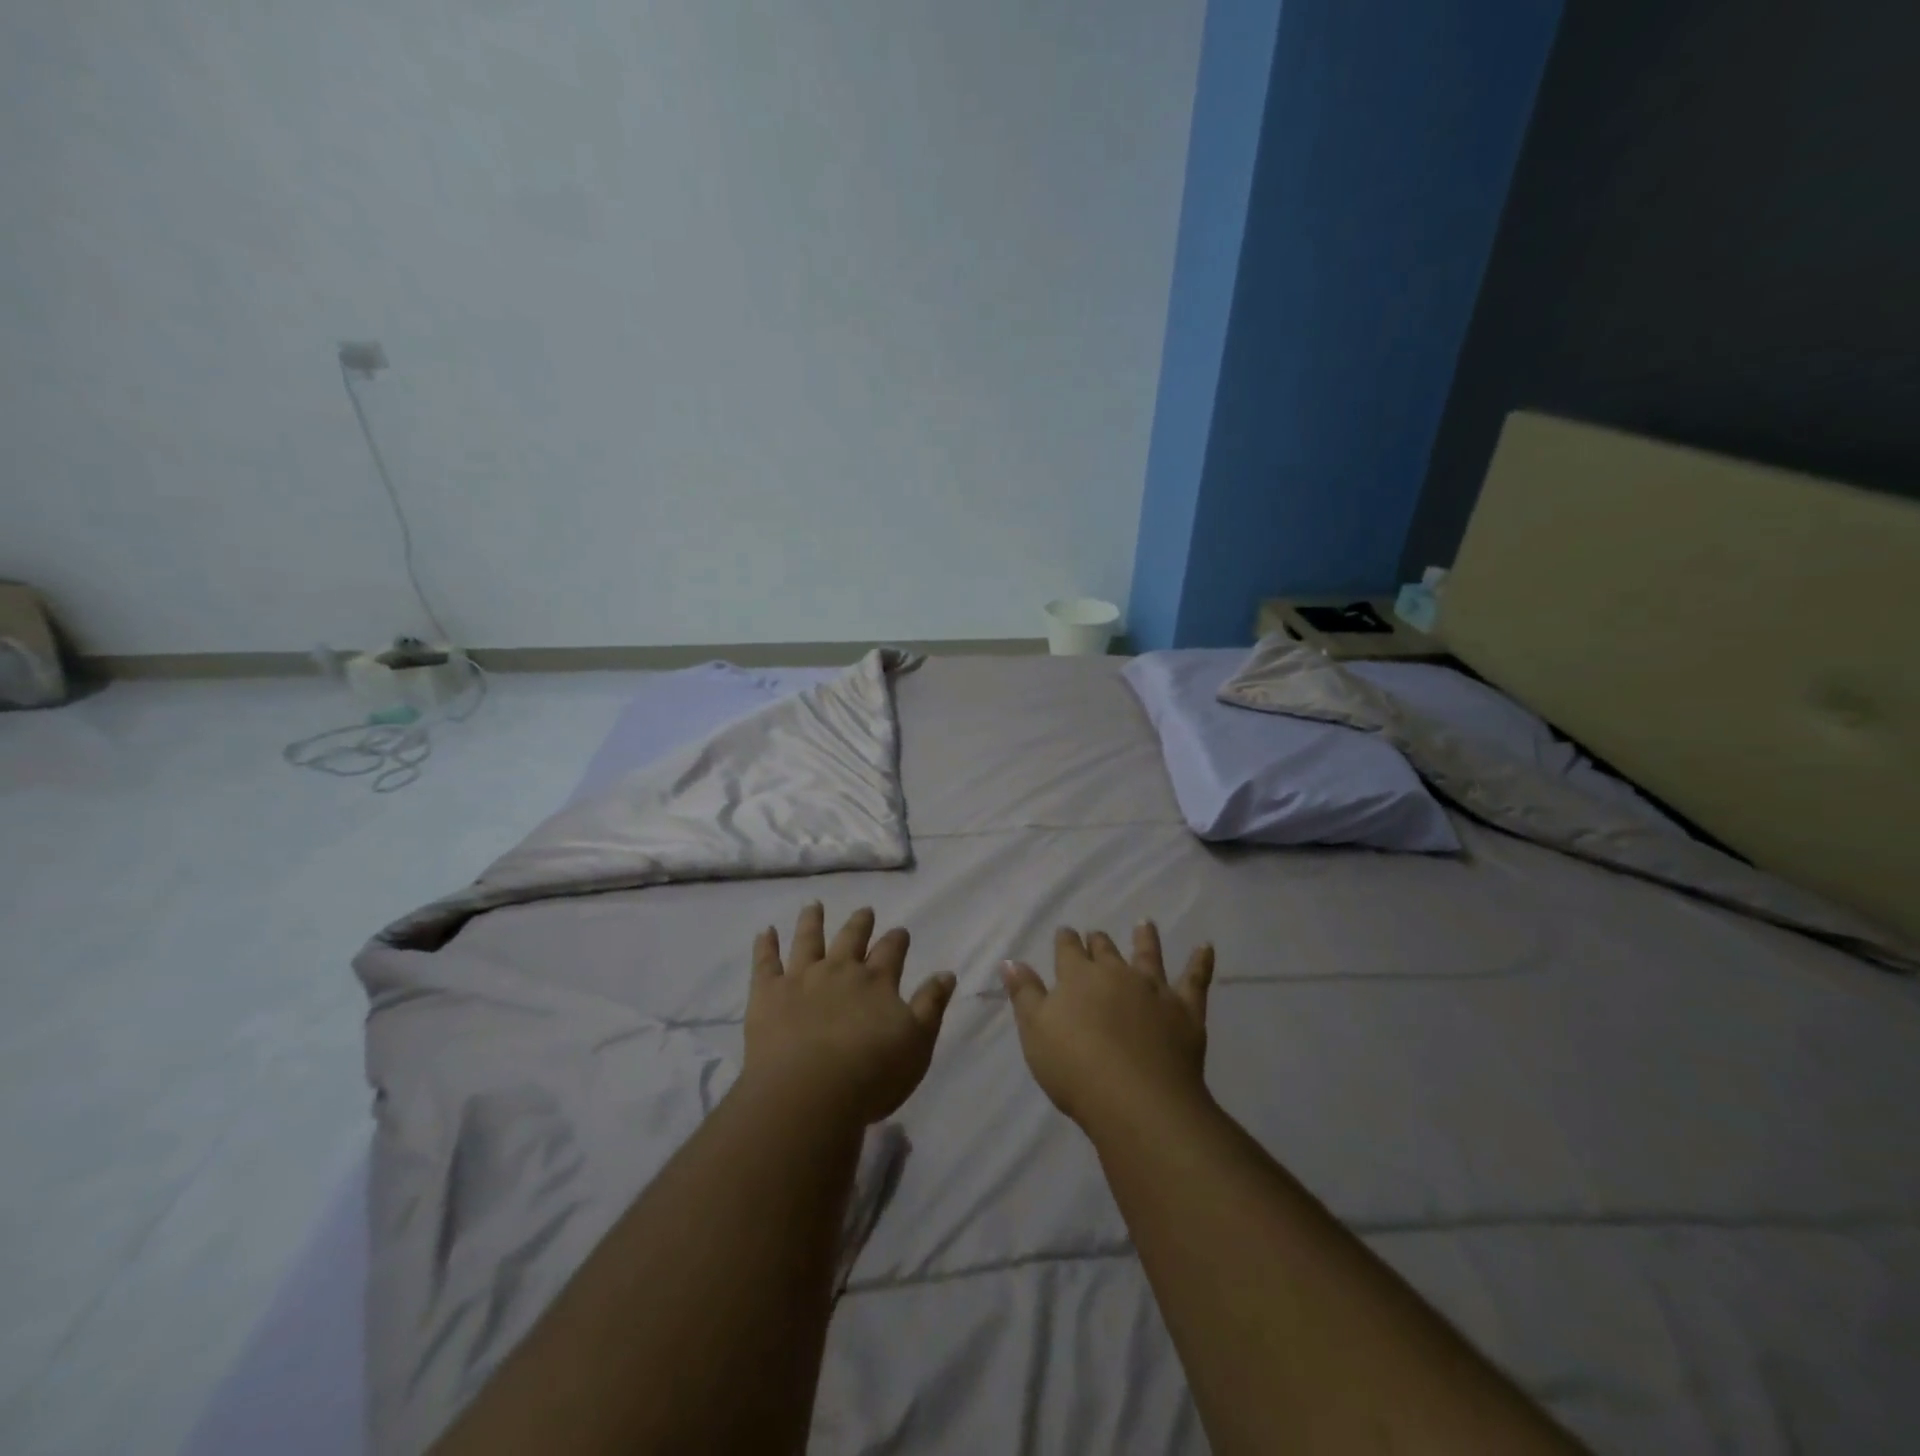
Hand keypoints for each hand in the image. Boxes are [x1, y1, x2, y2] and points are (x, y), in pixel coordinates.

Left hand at [743, 903, 956, 1125]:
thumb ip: (931, 1005)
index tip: (900, 931)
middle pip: (852, 938)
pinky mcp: (768, 994)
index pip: (891, 951)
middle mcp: (840, 970)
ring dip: (812, 921)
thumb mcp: (917, 1043)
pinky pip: (765, 962)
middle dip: (860, 924)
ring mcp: (801, 978)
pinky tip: (765, 931)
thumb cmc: (871, 1074)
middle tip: (864, 911)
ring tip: (813, 906)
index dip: (897, 940)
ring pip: (808, 940)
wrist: (809, 1093)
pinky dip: (765, 945)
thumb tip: (947, 973)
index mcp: (877, 981)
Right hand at [1001, 924, 1214, 1133]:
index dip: (1066, 941)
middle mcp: (1116, 973)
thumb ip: (1024, 993)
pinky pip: (1195, 980)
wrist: (1135, 1099)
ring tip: (1145, 924)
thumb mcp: (1035, 1031)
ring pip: (1148, 955)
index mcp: (1078, 977)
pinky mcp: (1185, 1010)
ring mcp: (1153, 989)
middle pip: (1105, 950)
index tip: (1066, 932)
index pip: (1068, 950)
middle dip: (1098, 942)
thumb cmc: (1075, 1067)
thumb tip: (1011, 960)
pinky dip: (1201, 962)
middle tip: (1097, 935)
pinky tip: (1206, 947)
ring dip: (1145, 939)